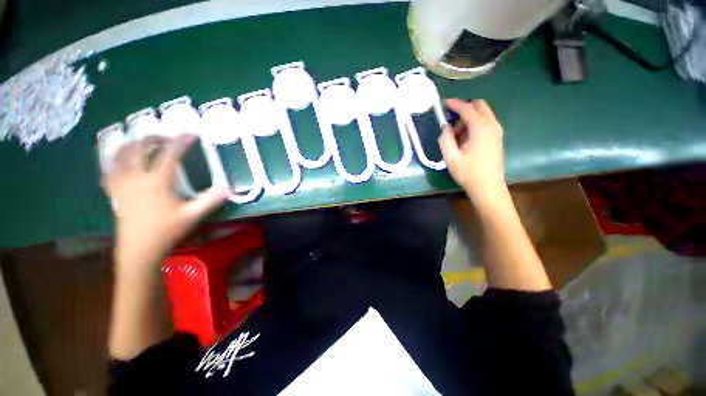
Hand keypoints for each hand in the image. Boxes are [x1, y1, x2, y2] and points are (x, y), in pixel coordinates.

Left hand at [103, 135, 227, 273]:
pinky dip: (117, 159)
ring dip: (133, 144)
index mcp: (157, 182)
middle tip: (168, 138)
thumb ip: (210, 200)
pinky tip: (123, 160)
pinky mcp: (114, 191)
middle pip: (140, 148)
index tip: (191, 135)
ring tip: (145, 143)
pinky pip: (110, 168)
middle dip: (155, 138)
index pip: (169, 155)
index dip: (181, 142)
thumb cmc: (166, 231)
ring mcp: (122, 183)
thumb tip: (228, 189)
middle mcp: (136, 177)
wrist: (139, 249)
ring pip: (121, 154)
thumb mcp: (192, 215)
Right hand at [439, 99, 505, 200]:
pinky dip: (474, 123)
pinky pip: (485, 122)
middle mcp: (492, 125)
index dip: (454, 104)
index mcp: (480, 128)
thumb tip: (445, 127)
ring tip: (455, 133)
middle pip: (479, 105)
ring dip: (468, 116)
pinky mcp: (497, 137)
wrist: (488, 187)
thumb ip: (445, 139)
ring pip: (483, 113)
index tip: (443, 103)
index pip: (467, 108)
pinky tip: (465, 137)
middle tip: (450, 118)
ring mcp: (496, 131)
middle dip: (464, 107)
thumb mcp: (451, 157)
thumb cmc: (468, 173)